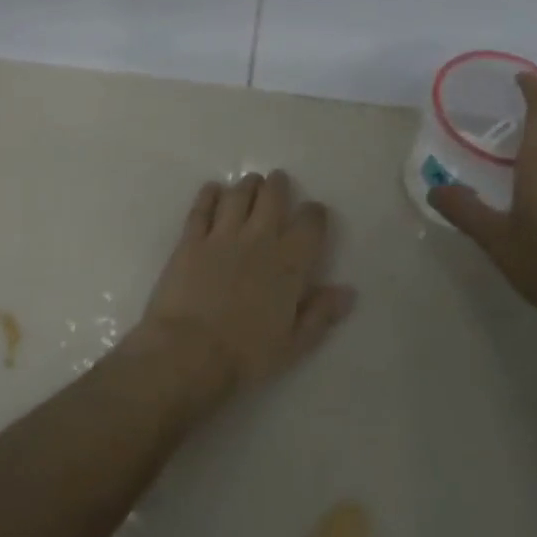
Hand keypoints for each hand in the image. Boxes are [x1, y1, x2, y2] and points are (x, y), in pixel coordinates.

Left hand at [122, 171, 354, 416]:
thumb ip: (321, 314)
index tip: (313, 212)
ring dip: (247, 185)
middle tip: (278, 181)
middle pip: (272, 197)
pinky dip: (209, 194)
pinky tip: (213, 190)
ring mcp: (222, 236)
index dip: (314, 213)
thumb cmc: (246, 355)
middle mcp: (258, 240)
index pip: (310, 224)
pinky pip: (202, 208)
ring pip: (238, 196)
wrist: (189, 352)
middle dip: (278, 186)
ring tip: (251, 183)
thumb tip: (348, 291)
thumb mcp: (294, 344)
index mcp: (289, 264)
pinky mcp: (190, 240)